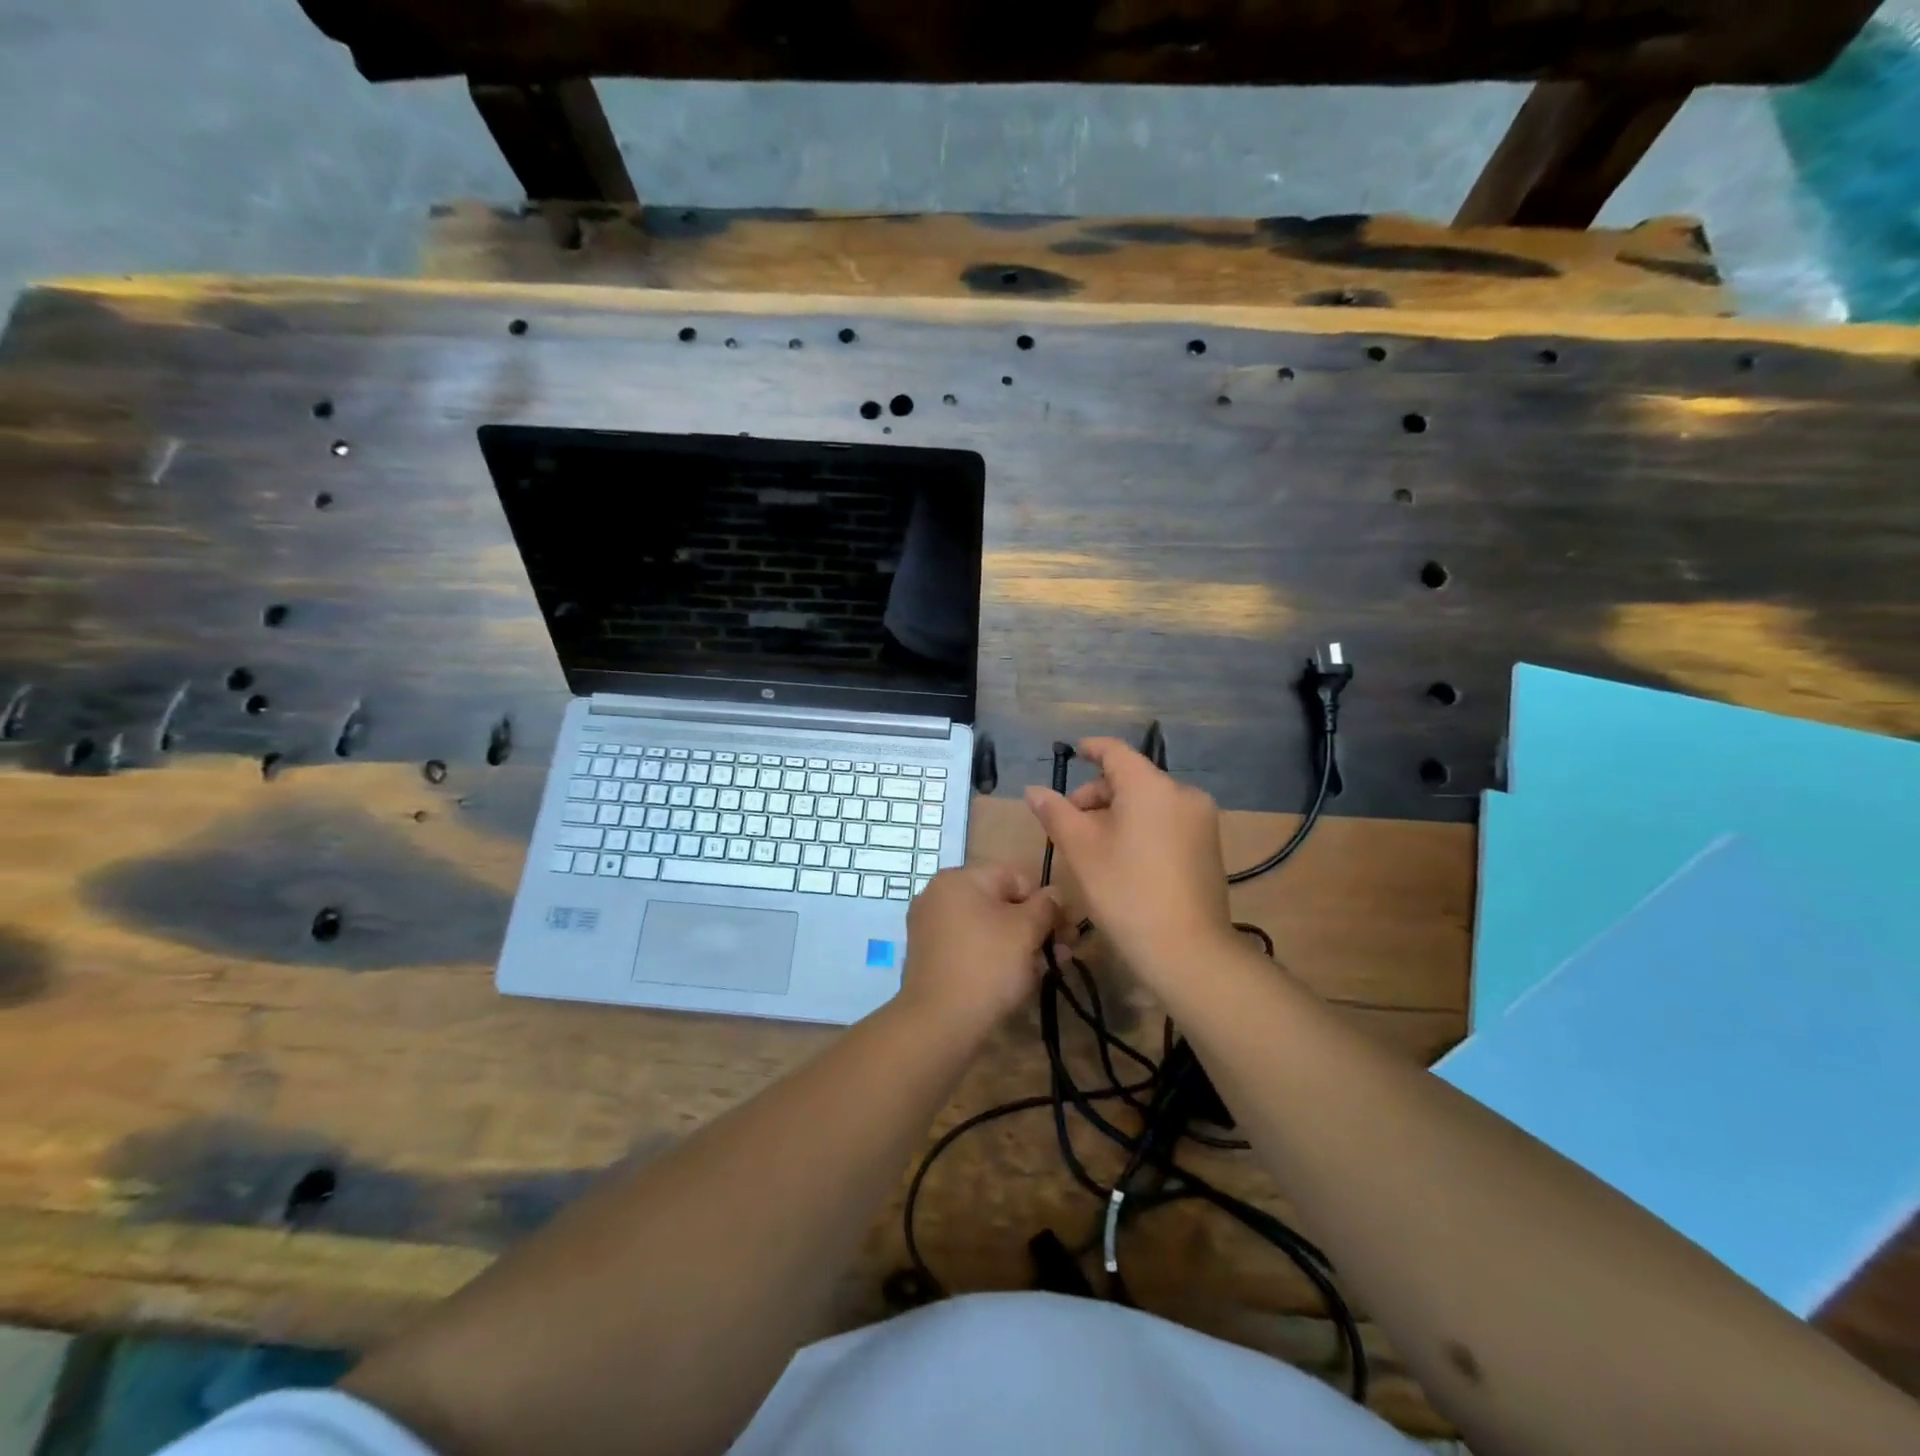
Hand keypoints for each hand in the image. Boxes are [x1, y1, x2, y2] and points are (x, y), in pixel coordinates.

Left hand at [897, 864, 1059, 1038]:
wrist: (939, 1022)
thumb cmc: (987, 965)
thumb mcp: (1027, 930)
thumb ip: (1046, 906)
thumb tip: (1054, 895)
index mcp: (959, 878)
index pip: (1016, 878)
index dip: (1046, 902)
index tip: (1065, 931)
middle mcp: (940, 895)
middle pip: (1001, 903)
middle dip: (1035, 927)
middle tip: (1062, 954)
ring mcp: (931, 927)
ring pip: (988, 927)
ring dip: (1020, 944)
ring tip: (1046, 970)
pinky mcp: (931, 957)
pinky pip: (971, 946)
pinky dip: (995, 957)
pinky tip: (1018, 979)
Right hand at [1024, 737, 1232, 976]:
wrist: (1188, 950)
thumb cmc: (1126, 892)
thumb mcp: (1081, 850)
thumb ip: (1055, 812)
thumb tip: (1033, 789)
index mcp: (1151, 786)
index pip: (1116, 752)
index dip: (1092, 748)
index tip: (1073, 752)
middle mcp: (1183, 794)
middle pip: (1133, 779)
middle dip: (1097, 794)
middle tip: (1069, 822)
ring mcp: (1202, 821)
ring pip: (1150, 802)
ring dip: (1118, 813)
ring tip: (1093, 845)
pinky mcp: (1209, 847)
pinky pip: (1168, 822)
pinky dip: (1142, 827)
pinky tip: (1124, 859)